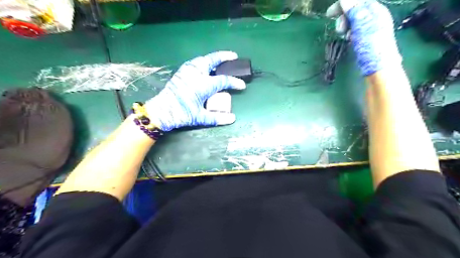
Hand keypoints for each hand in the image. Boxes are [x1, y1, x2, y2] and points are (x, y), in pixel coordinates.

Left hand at [144, 51, 245, 130]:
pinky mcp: (181, 73)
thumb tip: (233, 118)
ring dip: (213, 58)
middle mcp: (196, 74)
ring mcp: (187, 71)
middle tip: (233, 56)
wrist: (161, 111)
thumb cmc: (182, 114)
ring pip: (202, 59)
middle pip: (212, 60)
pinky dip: (203, 61)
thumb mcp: (200, 118)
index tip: (242, 85)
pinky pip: (194, 63)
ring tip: (220, 60)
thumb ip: (217, 118)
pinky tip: (204, 66)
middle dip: (224, 57)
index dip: (234, 82)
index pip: (223, 81)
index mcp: (203, 85)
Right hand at [325, 0, 400, 75]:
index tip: (329, 14)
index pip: (357, 1)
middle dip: (343, 18)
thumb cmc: (371, 46)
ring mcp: (370, 28)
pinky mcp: (366, 38)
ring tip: (345, 36)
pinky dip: (349, 33)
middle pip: (354, 10)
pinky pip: (354, 30)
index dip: (342, 5)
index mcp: (375, 11)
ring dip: (345, 26)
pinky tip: (348, 39)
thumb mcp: (362, 26)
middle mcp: (373, 17)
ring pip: (353, 21)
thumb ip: (354, 10)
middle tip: (339, 30)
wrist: (378, 67)